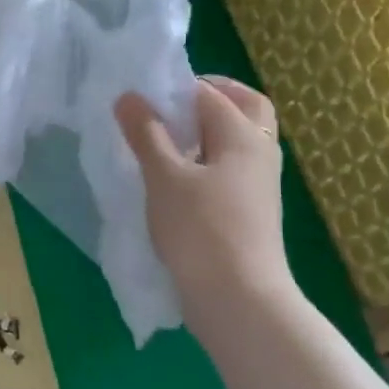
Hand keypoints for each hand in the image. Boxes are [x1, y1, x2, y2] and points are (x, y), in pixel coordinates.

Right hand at [115, 76, 294, 323]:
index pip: (208, 93)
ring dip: (207, 131)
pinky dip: (209, 160)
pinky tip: (177, 178)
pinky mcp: (251, 209)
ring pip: (238, 140)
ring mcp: (259, 183)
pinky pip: (232, 168)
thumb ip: (146, 134)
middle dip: (209, 98)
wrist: (239, 300)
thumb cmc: (200, 230)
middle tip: (169, 107)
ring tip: (165, 142)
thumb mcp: (164, 178)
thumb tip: (129, 96)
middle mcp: (259, 151)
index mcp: (242, 135)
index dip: (173, 89)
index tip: (139, 98)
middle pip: (244, 107)